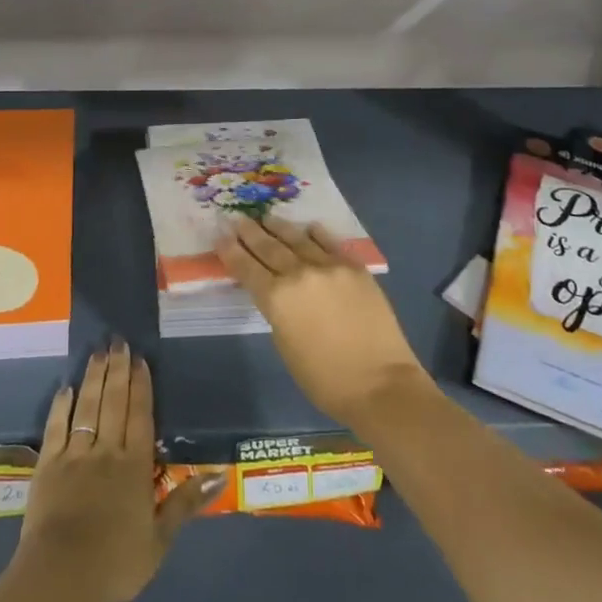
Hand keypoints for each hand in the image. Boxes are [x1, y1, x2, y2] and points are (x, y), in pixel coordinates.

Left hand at [18, 342, 222, 601]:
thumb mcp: (160, 540)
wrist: (62, 574)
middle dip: (118, 369)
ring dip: (94, 377)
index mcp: (135, 466)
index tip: (140, 359)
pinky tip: (65, 388)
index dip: (141, 386)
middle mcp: (106, 450)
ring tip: (98, 351)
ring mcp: (75, 454)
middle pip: (114, 402)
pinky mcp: (48, 464)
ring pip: (87, 406)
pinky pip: (56, 427)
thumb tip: (219, 475)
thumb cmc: (116, 562)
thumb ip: (186, 503)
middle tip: (118, 341)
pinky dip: (61, 406)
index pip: (140, 416)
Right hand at [215, 216, 437, 432]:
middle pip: (268, 247)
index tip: (220, 235)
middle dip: (250, 232)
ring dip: (278, 227)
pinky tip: (309, 227)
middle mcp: (298, 274)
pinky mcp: (354, 267)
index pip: (246, 267)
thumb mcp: (285, 346)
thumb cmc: (325, 379)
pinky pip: (330, 243)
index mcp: (276, 298)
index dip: (230, 250)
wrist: (381, 384)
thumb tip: (277, 292)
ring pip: (297, 239)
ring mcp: (329, 266)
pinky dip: (316, 234)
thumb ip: (277, 311)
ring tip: (266, 217)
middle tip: (238, 218)